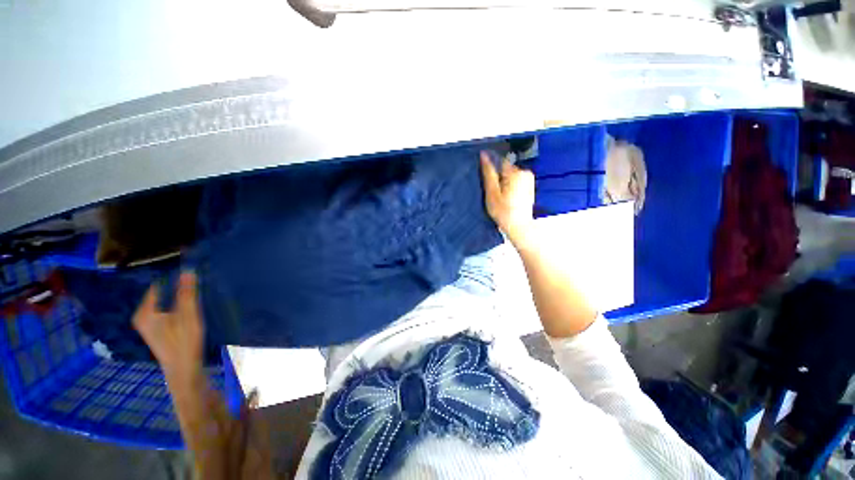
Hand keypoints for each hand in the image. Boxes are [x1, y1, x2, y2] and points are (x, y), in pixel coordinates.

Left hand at [132, 272, 203, 381]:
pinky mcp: (156, 329)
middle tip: (198, 278)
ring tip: (196, 288)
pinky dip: (176, 303)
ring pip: (164, 301)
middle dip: (177, 285)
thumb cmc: (185, 343)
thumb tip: (188, 269)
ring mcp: (148, 323)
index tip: (193, 269)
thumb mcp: (189, 316)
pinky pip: (165, 308)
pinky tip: (189, 304)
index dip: (175, 276)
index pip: (159, 284)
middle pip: (161, 293)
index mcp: (145, 311)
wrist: (183, 370)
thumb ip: (188, 293)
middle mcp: (142, 315)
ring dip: (178, 294)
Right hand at [480, 151, 535, 248]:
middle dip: (498, 178)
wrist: (519, 227)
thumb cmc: (504, 212)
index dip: (491, 170)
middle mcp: (525, 172)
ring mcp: (529, 179)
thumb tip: (484, 155)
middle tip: (493, 193)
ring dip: (503, 182)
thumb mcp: (492, 193)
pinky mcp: (529, 186)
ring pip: (510, 175)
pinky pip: (515, 180)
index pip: (499, 161)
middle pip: (505, 169)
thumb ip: (488, 173)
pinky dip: (510, 186)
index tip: (488, 182)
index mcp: (516, 172)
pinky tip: (507, 198)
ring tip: (500, 197)